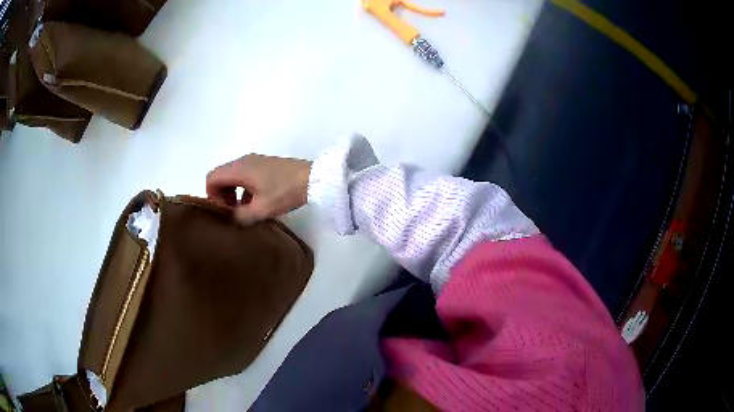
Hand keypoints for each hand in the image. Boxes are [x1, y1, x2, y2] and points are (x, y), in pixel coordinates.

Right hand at [206, 154, 311, 224]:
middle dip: (222, 195)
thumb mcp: (261, 209)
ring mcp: (255, 161)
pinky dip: (244, 189)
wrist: (314, 179)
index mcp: (239, 168)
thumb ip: (240, 216)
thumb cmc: (285, 192)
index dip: (212, 195)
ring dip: (233, 193)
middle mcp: (244, 161)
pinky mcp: (265, 165)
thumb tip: (229, 219)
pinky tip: (255, 205)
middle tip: (231, 213)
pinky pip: (246, 176)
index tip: (222, 211)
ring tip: (243, 212)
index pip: (212, 178)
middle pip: (221, 176)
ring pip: (234, 177)